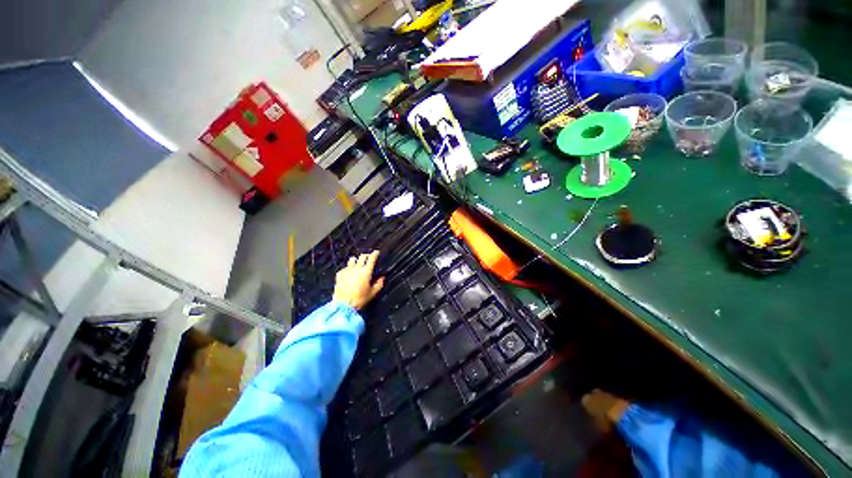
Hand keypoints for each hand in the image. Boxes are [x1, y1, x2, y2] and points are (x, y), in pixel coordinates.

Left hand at [333, 250, 385, 309]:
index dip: (375, 254)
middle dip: (366, 255)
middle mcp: (356, 269)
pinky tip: (349, 273)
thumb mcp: (372, 293)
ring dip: (356, 260)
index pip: (371, 259)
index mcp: (366, 272)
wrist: (343, 305)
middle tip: (368, 257)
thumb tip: (382, 278)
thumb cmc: (359, 299)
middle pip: (362, 257)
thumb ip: (379, 284)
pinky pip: (345, 268)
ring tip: (357, 263)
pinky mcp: (340, 274)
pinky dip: (348, 269)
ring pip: (352, 260)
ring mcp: (347, 271)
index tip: (376, 252)